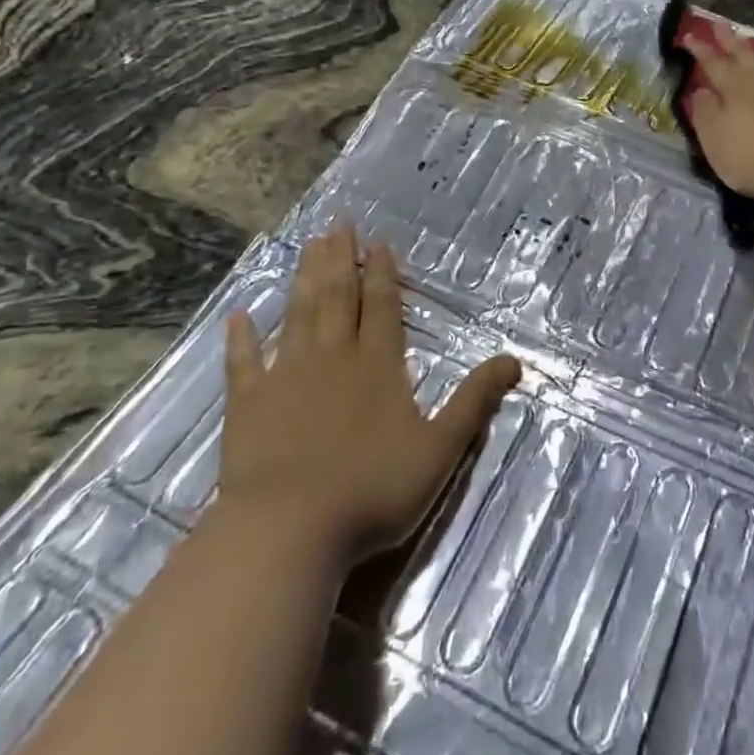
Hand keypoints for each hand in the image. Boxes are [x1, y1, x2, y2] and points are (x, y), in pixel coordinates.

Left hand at [214, 226, 521, 568]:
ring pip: (298, 315)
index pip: (383, 307)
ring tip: (308, 246)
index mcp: (378, 366)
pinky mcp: (248, 404)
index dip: (384, 274)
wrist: (288, 530)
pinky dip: (241, 338)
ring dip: (304, 279)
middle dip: (341, 259)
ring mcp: (287, 377)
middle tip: (338, 224)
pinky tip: (238, 316)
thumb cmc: (372, 491)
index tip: (378, 243)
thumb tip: (514, 360)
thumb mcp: (441, 450)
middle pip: (338, 297)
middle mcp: (333, 358)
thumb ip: (475, 402)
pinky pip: (244, 362)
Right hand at [689, 23, 753, 205]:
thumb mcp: (714, 140)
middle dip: (734, 41)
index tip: (689, 34)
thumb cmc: (752, 159)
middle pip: (749, 57)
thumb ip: (705, 113)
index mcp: (737, 90)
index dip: (701, 50)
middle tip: (722, 23)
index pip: (714, 65)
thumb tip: (701, 90)